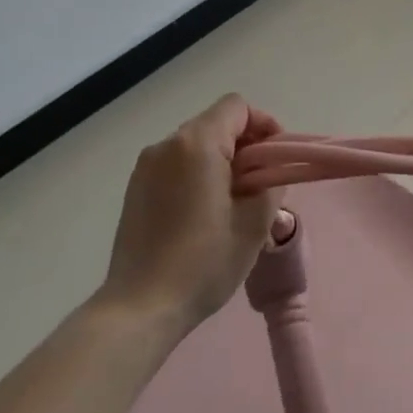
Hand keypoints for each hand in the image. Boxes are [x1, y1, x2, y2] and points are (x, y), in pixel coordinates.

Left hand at [96, 95, 283, 329]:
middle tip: (263, 184)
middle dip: (245, 145)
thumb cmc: (205, 261)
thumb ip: (271, 183)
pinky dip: (199, 174)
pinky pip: (176, 166)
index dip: (264, 124)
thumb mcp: (255, 223)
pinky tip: (206, 213)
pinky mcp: (135, 189)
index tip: (277, 158)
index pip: (237, 107)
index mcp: (197, 145)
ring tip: (236, 202)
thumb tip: (268, 173)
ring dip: (222, 161)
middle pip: (215, 123)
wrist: (142, 305)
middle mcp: (166, 146)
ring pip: (195, 146)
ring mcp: (145, 167)